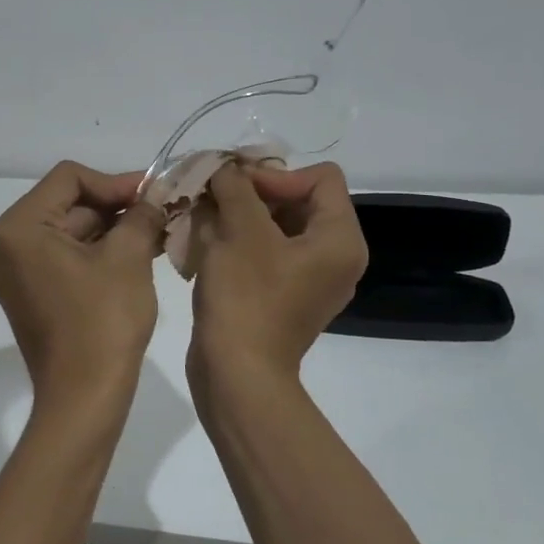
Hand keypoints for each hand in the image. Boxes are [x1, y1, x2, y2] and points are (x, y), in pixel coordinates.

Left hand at [0, 162, 166, 396]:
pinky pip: (65, 256)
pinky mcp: (29, 292)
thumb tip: (154, 196)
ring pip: (71, 231)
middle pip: (68, 204)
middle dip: (117, 207)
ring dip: (113, 230)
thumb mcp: (128, 258)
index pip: (69, 178)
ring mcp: (15, 271)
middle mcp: (5, 244)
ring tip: (159, 234)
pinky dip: (99, 253)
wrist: (83, 398)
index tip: (154, 193)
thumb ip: (141, 214)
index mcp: (18, 228)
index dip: (115, 182)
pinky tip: (140, 253)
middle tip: (163, 212)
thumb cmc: (103, 322)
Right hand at [187, 162, 367, 384]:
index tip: (235, 185)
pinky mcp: (285, 298)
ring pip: (277, 227)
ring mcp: (310, 281)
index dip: (276, 173)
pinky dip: (240, 242)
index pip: (320, 178)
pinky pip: (267, 254)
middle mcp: (335, 258)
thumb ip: (236, 187)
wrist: (237, 374)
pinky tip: (206, 243)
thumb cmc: (246, 297)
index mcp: (340, 240)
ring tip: (203, 216)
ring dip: (240, 215)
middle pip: (299, 200)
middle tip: (212, 194)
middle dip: (253, 192)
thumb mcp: (240, 230)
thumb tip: (227, 169)